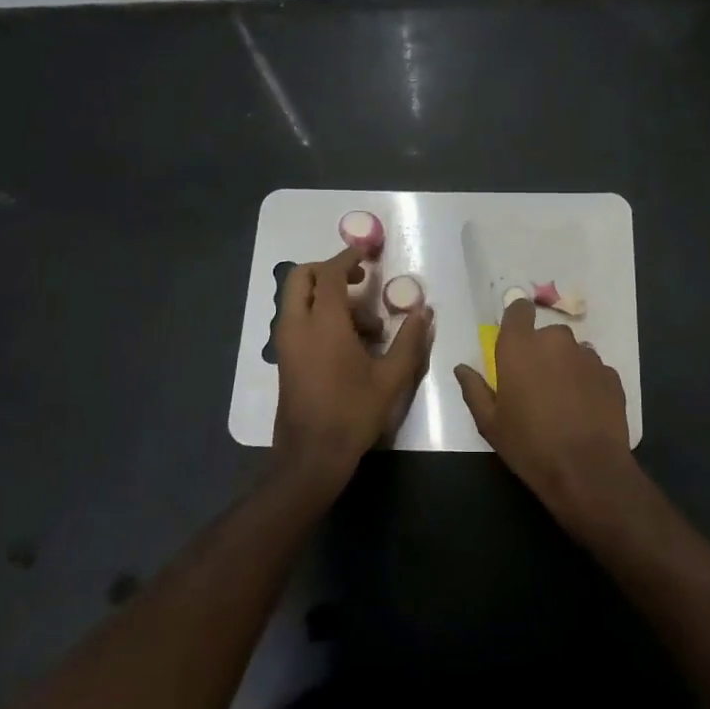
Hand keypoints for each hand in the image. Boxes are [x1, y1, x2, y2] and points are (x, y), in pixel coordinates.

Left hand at [272, 245, 433, 486]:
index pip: (329, 274)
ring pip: (298, 299)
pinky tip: (350, 344)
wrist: (311, 456)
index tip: (367, 252)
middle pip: (301, 277)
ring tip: (367, 327)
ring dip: (327, 297)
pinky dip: (319, 315)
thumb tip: (424, 312)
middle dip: (328, 270)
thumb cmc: (353, 413)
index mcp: (323, 323)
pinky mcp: (284, 358)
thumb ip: (409, 340)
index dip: (347, 258)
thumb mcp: (392, 378)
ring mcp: (286, 343)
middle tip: (359, 281)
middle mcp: (297, 325)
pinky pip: (297, 320)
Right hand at [454, 298, 632, 512]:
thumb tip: (462, 369)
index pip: (519, 309)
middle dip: (542, 352)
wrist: (587, 470)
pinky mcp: (610, 374)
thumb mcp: (490, 424)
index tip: (515, 340)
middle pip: (547, 334)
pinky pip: (593, 369)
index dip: (517, 319)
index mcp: (520, 347)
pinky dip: (587, 382)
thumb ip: (474, 390)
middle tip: (537, 384)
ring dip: (566, 367)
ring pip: (572, 351)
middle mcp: (555, 341)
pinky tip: (584, 410)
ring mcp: (587, 356)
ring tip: (563, 401)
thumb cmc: (530, 445)